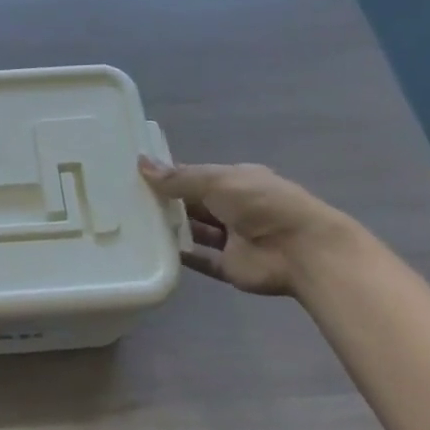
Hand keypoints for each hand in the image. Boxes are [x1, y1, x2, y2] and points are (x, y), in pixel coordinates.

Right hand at [139, 157, 357, 297]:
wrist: (302, 251)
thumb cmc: (261, 203)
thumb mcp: (217, 180)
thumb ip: (179, 178)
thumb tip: (141, 163)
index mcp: (236, 180)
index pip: (197, 175)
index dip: (171, 175)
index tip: (137, 175)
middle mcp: (234, 207)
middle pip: (194, 203)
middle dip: (168, 202)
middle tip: (127, 200)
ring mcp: (233, 238)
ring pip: (196, 231)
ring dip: (172, 228)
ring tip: (135, 224)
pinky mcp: (230, 266)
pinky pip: (201, 260)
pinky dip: (182, 257)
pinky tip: (155, 251)